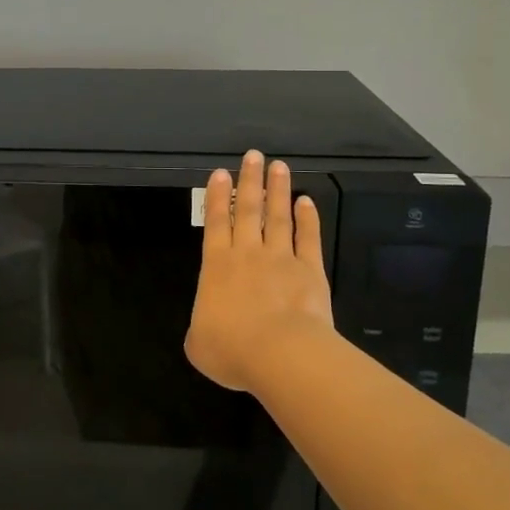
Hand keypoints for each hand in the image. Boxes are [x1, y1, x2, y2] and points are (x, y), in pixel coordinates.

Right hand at [185, 151, 332, 391]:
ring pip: (278, 217)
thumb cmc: (232, 349)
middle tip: (252, 155)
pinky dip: (308, 219)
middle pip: (247, 210)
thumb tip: (206, 329)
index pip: (215, 223)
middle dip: (249, 181)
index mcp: (217, 267)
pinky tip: (307, 201)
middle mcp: (247, 254)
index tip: (221, 172)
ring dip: (277, 190)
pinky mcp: (310, 271)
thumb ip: (201, 329)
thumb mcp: (199, 345)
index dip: (216, 197)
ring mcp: (281, 259)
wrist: (280, 354)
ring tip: (278, 166)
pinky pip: (308, 239)